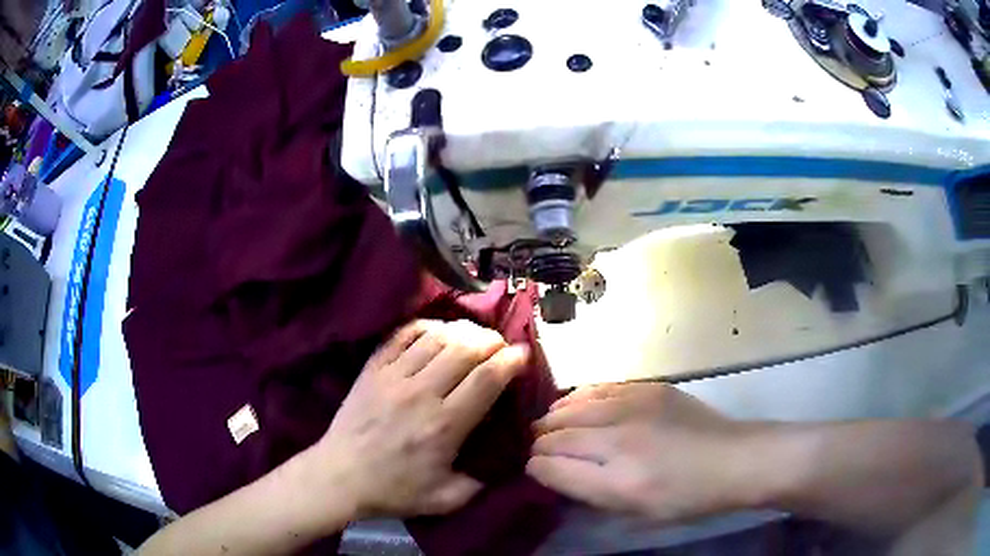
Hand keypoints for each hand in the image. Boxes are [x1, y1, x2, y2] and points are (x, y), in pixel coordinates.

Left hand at [310, 320, 528, 519]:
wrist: (339, 477)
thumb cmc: (393, 490)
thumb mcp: (446, 499)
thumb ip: (481, 483)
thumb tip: (505, 460)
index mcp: (444, 425)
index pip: (486, 379)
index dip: (511, 361)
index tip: (523, 354)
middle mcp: (421, 393)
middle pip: (465, 349)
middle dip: (492, 341)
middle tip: (501, 346)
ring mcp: (393, 376)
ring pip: (437, 337)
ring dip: (463, 331)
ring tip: (474, 336)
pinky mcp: (372, 368)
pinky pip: (402, 334)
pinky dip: (426, 326)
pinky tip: (438, 331)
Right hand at [527, 382, 754, 523]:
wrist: (732, 459)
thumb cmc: (685, 497)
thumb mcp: (635, 511)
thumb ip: (589, 492)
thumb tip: (554, 472)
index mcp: (618, 482)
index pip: (552, 468)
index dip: (535, 469)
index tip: (533, 470)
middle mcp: (620, 440)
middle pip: (557, 435)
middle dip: (539, 444)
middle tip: (536, 450)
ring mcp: (634, 407)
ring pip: (571, 407)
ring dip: (553, 419)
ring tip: (549, 428)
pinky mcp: (648, 388)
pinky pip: (597, 388)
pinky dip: (577, 398)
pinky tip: (573, 405)